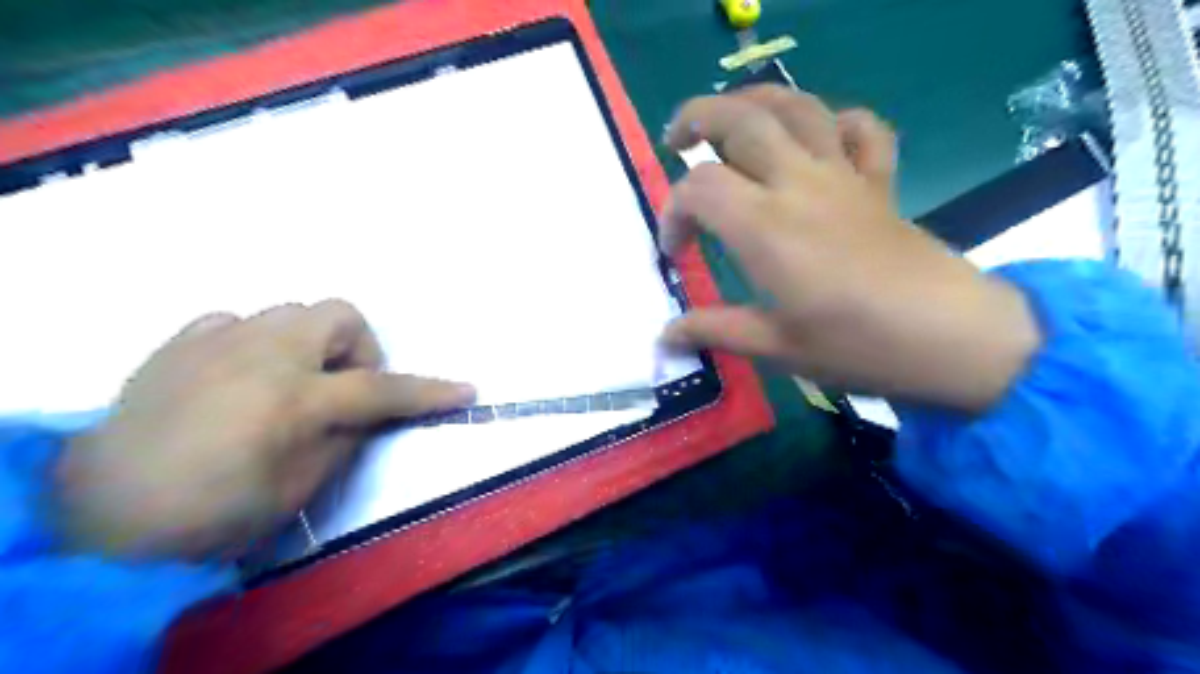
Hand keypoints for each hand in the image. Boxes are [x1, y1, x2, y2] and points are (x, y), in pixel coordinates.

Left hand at [53, 299, 472, 556]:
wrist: (103, 517)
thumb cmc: (211, 514)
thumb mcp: (298, 490)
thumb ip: (344, 438)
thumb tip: (364, 412)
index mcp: (294, 399)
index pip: (381, 388)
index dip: (429, 391)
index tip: (466, 391)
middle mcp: (261, 354)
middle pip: (339, 315)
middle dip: (358, 349)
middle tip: (343, 389)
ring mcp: (217, 342)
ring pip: (291, 310)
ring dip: (310, 343)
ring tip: (291, 383)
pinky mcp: (180, 344)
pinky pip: (236, 320)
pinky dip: (255, 341)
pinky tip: (242, 374)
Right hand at [654, 84, 1042, 411]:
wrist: (952, 337)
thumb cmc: (857, 346)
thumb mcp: (776, 348)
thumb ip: (715, 331)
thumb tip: (666, 336)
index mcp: (766, 227)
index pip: (699, 188)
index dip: (672, 214)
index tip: (675, 252)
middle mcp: (799, 184)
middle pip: (741, 118)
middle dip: (697, 119)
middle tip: (676, 144)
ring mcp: (843, 176)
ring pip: (796, 106)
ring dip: (753, 101)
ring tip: (729, 122)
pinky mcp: (879, 182)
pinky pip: (859, 129)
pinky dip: (833, 122)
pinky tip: (816, 141)